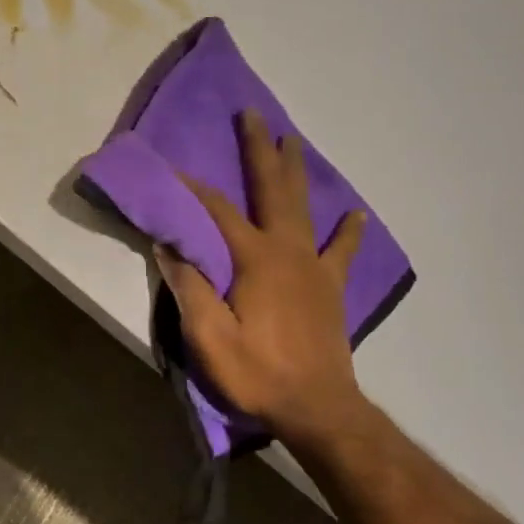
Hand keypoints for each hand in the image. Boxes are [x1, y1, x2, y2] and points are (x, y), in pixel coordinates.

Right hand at [156, 110, 368, 450]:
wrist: (319, 409)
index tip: (172, 167)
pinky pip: (341, 250)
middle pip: (271, 190)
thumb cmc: (259, 373)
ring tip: (293, 140)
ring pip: (303, 207)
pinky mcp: (330, 287)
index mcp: (256, 259)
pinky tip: (355, 213)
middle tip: (254, 114)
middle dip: (260, 150)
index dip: (193, 188)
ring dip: (295, 171)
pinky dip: (348, 230)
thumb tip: (169, 245)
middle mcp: (288, 251)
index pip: (218, 211)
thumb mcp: (209, 336)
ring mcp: (314, 266)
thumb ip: (189, 287)